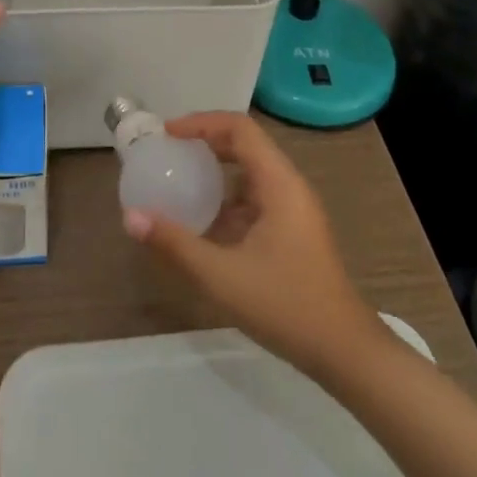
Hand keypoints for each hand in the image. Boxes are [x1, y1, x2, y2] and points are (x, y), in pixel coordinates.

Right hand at [124, 112, 383, 377]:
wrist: (346, 353)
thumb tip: (130, 217)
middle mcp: (289, 186)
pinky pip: (255, 198)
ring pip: (250, 173)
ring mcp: (294, 210)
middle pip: (244, 144)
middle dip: (204, 142)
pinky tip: (203, 224)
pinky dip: (227, 199)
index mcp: (279, 183)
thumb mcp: (222, 276)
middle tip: (168, 152)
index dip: (201, 122)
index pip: (239, 129)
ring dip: (215, 171)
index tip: (167, 134)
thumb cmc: (286, 306)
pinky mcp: (293, 232)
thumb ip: (175, 243)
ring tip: (179, 181)